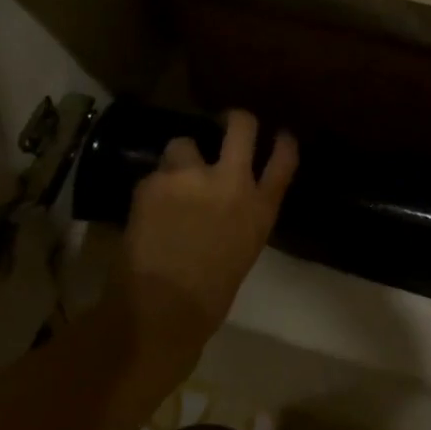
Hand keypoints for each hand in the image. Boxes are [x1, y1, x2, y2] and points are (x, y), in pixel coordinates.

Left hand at [110, 111, 297, 362]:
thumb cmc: (209, 297)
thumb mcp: (242, 250)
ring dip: (179, 159)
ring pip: (183, 143)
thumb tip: (228, 201)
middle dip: (234, 119)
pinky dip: (152, 188)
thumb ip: (241, 216)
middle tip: (226, 122)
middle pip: (241, 126)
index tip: (279, 134)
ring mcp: (191, 177)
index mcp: (260, 208)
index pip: (284, 159)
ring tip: (171, 180)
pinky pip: (154, 174)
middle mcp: (231, 182)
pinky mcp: (155, 182)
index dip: (283, 142)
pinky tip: (146, 210)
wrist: (161, 310)